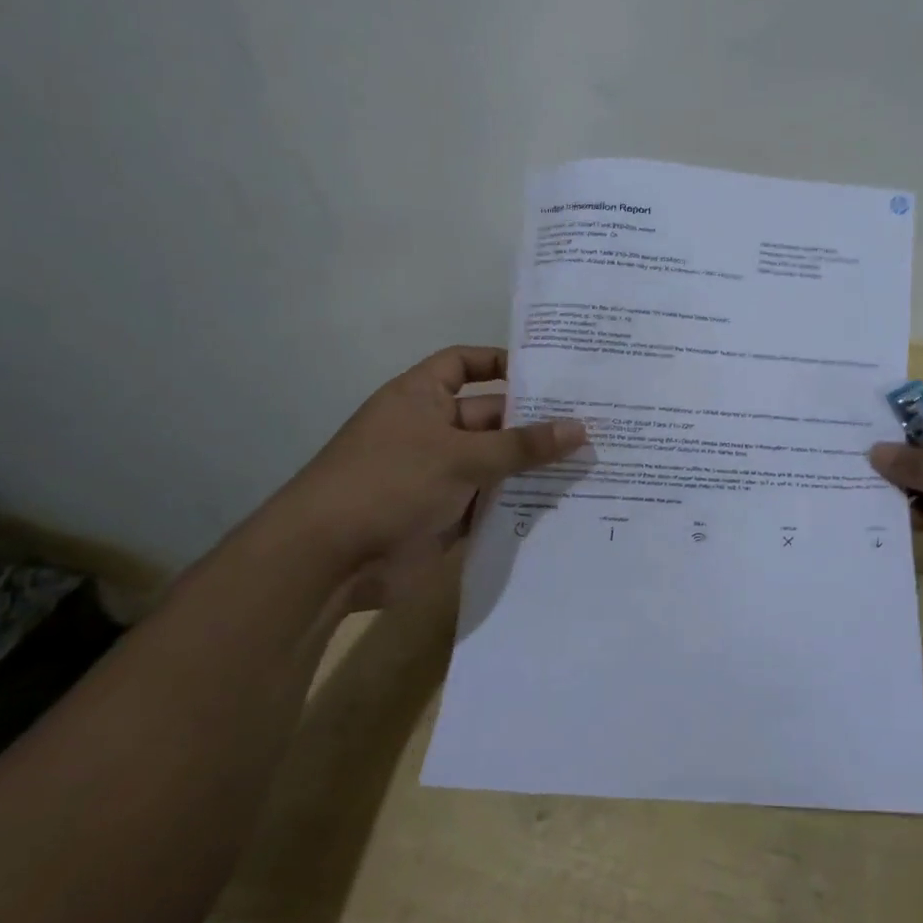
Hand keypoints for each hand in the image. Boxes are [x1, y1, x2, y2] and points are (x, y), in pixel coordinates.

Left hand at [269, 346, 586, 597]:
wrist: (329, 560)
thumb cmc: (391, 482)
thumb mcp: (461, 456)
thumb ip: (522, 445)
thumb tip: (580, 428)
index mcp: (421, 397)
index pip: (464, 363)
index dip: (501, 363)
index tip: (549, 372)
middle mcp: (431, 430)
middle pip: (491, 417)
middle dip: (535, 421)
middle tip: (593, 423)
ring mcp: (439, 475)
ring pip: (496, 463)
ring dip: (533, 465)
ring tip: (593, 461)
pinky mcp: (446, 516)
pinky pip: (491, 502)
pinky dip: (520, 502)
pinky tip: (564, 502)